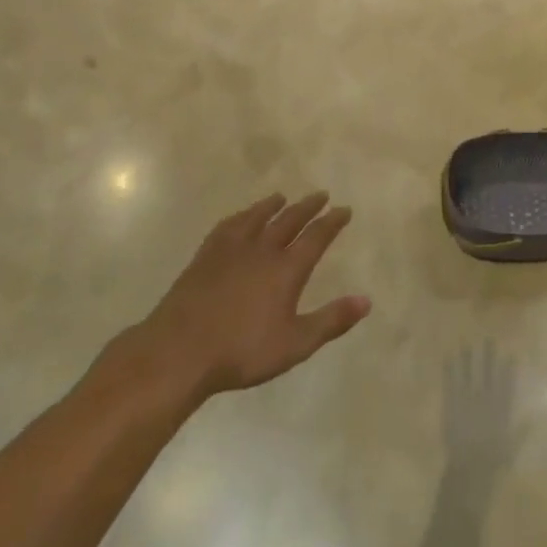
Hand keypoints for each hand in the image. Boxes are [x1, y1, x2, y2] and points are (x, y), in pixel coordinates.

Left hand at [107, 193, 370, 404]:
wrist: (179, 350)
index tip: (344, 209)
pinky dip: (240, 217)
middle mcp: (262, 250)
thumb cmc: (242, 351)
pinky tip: (239, 218)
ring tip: (282, 197)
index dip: (332, 222)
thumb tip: (366, 301)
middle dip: (307, 207)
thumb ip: (332, 320)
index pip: (316, 237)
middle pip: (289, 221)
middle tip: (320, 195)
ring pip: (257, 218)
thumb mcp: (295, 344)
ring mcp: (230, 250)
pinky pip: (227, 227)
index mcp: (286, 269)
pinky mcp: (205, 257)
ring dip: (272, 206)